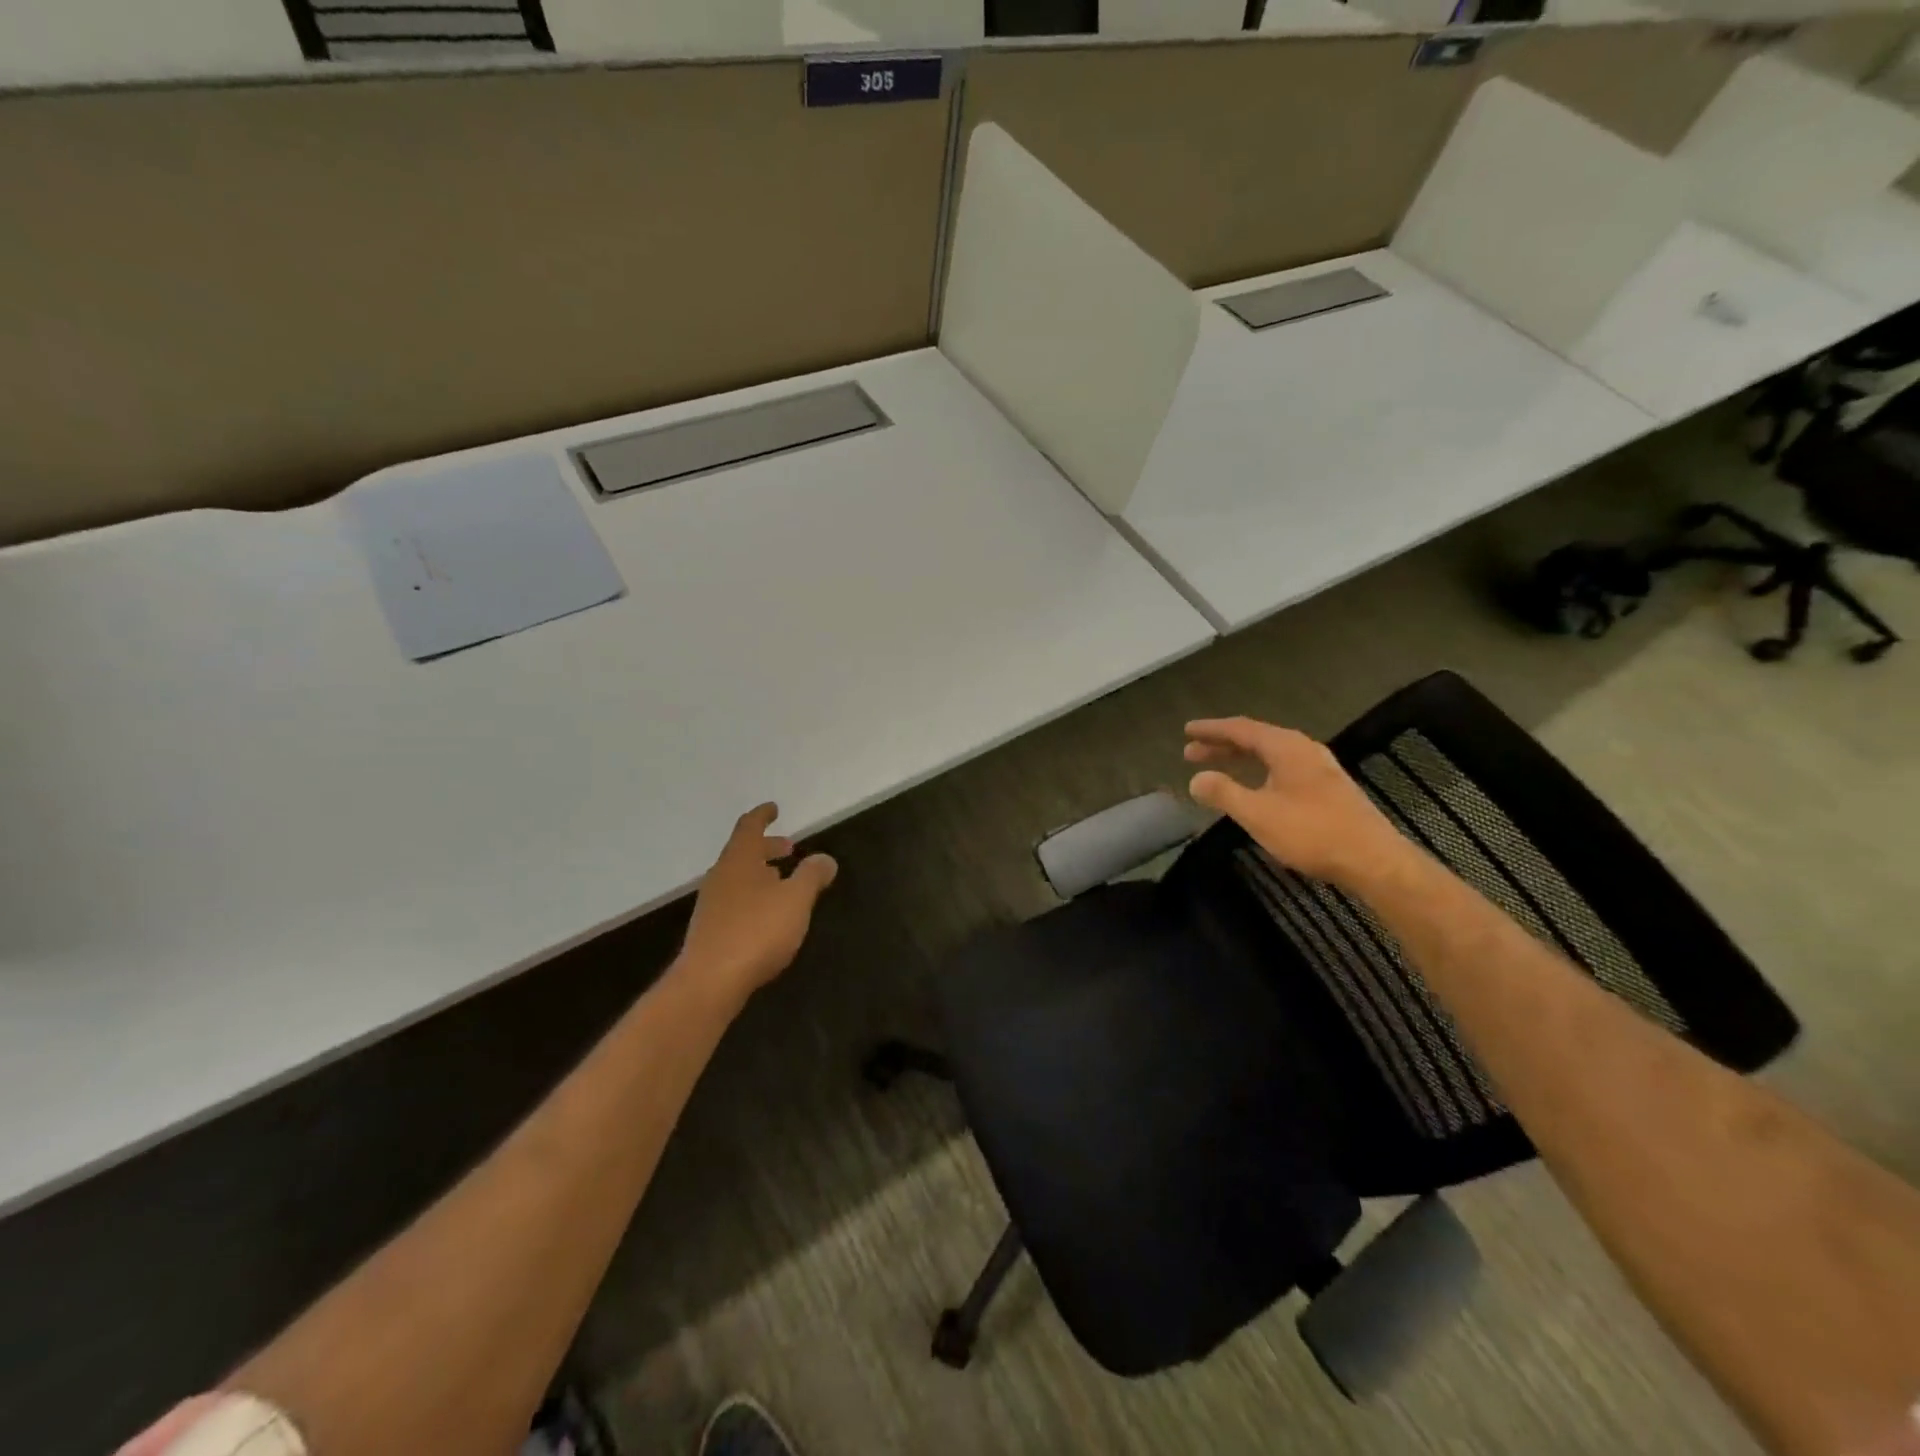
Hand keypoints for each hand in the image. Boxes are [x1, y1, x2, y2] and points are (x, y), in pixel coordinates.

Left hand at [679, 804, 837, 1004]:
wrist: (710, 982)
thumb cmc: (756, 931)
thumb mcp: (796, 900)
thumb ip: (812, 876)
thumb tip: (825, 859)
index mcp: (739, 860)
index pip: (749, 827)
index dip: (763, 816)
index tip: (774, 808)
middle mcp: (721, 876)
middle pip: (743, 852)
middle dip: (767, 847)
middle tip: (789, 848)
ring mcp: (712, 905)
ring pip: (739, 878)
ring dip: (761, 873)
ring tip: (783, 881)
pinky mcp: (711, 931)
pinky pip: (735, 900)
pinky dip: (754, 896)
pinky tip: (768, 914)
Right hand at [1184, 717, 1405, 888]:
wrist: (1373, 860)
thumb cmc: (1311, 832)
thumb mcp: (1258, 814)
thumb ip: (1223, 793)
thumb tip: (1195, 779)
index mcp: (1286, 747)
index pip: (1241, 729)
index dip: (1211, 730)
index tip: (1187, 731)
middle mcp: (1304, 750)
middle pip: (1256, 739)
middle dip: (1222, 745)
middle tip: (1191, 753)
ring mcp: (1319, 768)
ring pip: (1270, 755)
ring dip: (1240, 759)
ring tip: (1215, 768)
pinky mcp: (1328, 789)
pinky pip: (1282, 768)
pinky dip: (1258, 771)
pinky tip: (1252, 787)